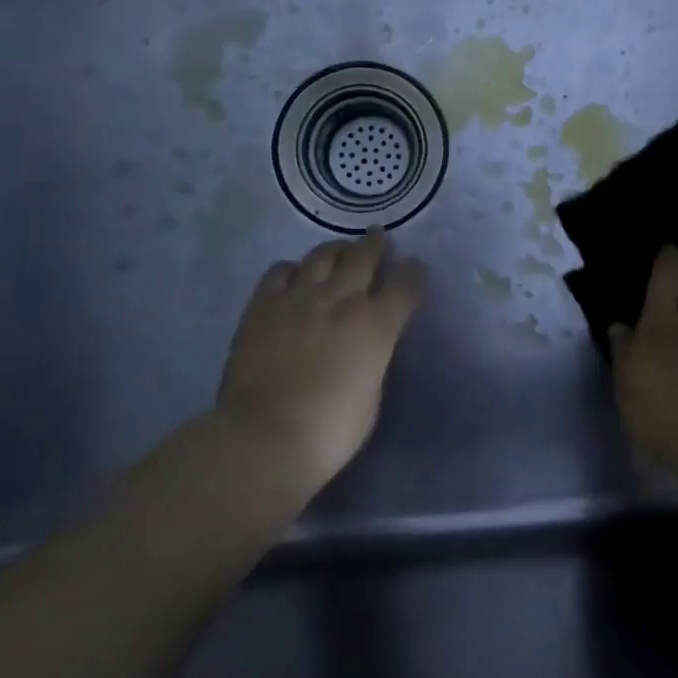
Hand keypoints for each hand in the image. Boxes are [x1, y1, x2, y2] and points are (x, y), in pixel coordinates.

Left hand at [217, 230, 425, 491]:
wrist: (264, 438)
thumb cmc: (331, 430)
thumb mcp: (372, 393)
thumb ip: (373, 357)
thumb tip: (368, 345)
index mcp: (376, 324)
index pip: (406, 285)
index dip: (414, 274)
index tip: (416, 269)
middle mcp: (341, 300)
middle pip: (364, 256)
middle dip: (376, 245)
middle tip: (379, 239)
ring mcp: (298, 298)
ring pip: (322, 254)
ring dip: (337, 250)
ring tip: (340, 251)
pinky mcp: (262, 306)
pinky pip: (280, 272)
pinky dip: (293, 270)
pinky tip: (295, 277)